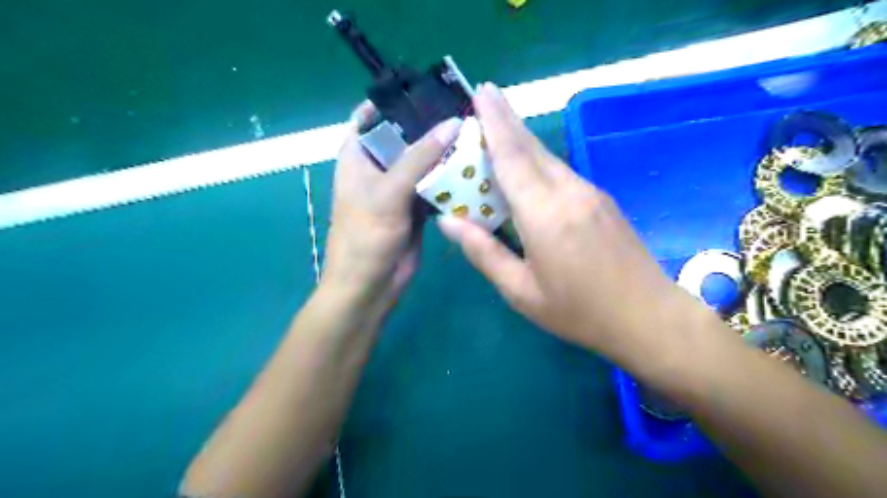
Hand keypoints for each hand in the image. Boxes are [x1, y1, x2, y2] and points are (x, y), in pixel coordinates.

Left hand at [325, 101, 463, 311]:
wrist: (370, 285)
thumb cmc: (366, 235)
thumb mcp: (389, 191)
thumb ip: (420, 157)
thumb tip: (453, 122)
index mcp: (359, 154)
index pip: (375, 114)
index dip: (400, 100)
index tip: (434, 89)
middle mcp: (380, 166)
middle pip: (408, 136)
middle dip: (434, 126)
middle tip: (470, 112)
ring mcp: (400, 187)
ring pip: (425, 161)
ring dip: (446, 153)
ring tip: (479, 136)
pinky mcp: (417, 206)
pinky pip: (436, 185)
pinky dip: (451, 179)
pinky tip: (475, 169)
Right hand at [435, 83, 708, 360]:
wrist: (647, 316)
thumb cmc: (578, 311)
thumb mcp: (521, 292)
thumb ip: (484, 253)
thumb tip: (449, 222)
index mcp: (544, 215)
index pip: (512, 157)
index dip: (494, 123)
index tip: (481, 92)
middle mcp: (568, 192)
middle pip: (531, 147)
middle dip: (506, 119)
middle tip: (484, 95)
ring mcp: (589, 192)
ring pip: (547, 157)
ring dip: (521, 139)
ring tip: (496, 128)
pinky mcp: (601, 199)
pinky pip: (561, 171)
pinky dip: (537, 161)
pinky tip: (525, 168)